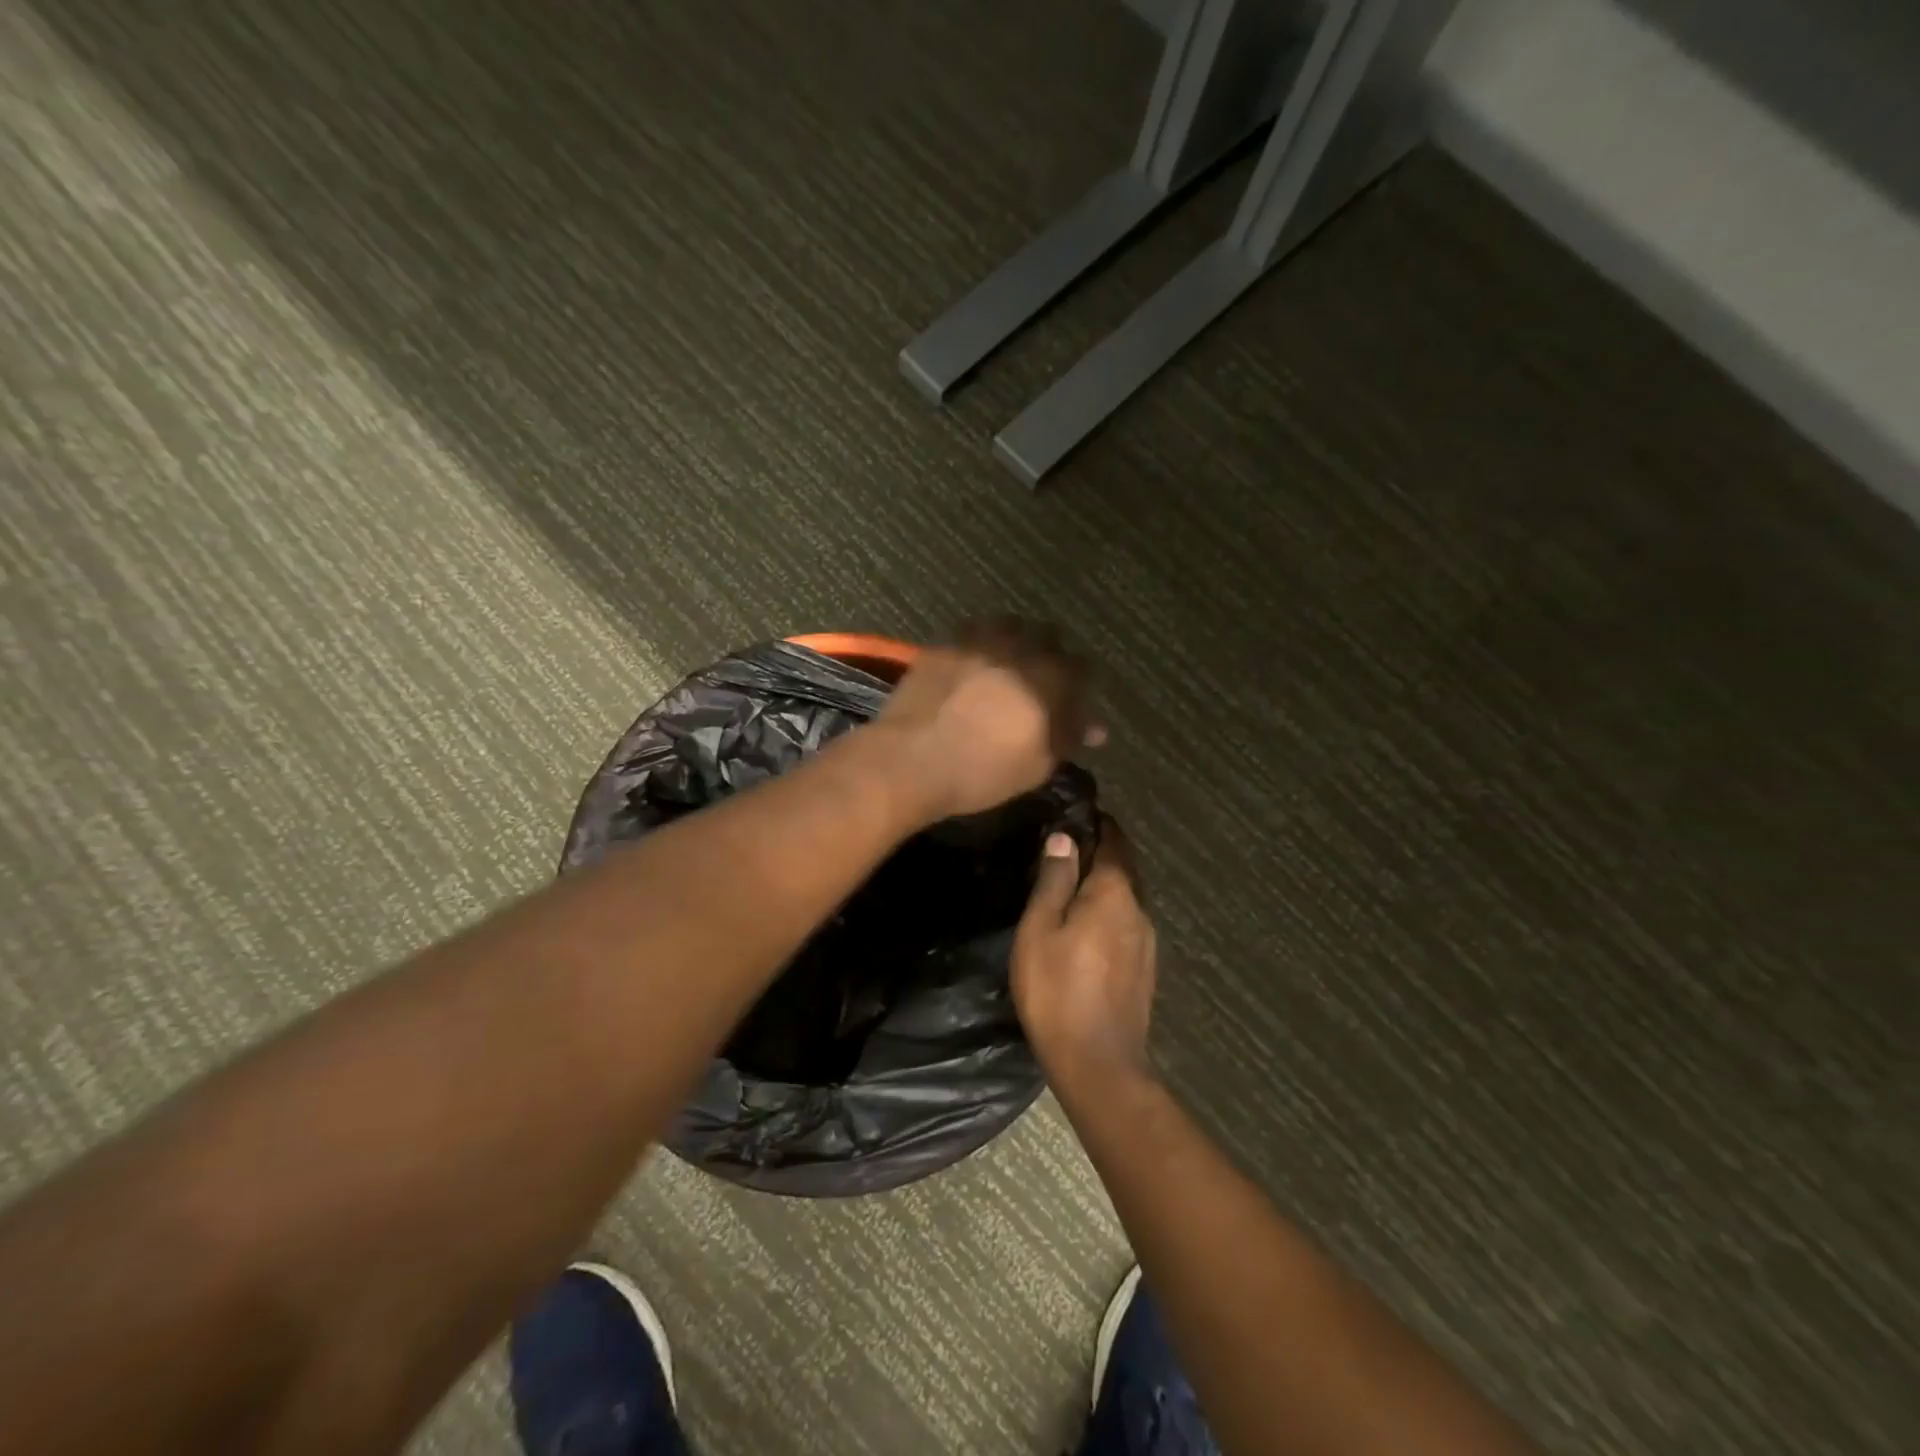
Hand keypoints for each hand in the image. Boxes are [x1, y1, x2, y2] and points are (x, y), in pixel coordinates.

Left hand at [876, 617, 1101, 821]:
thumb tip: (1094, 728)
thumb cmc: (982, 772)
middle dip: (1050, 655)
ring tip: (1006, 666)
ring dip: (1015, 641)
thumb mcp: (1037, 766)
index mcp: (1050, 678)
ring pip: (1010, 625)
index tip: (1073, 705)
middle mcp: (1019, 648)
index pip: (1083, 667)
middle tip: (1040, 683)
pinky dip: (980, 644)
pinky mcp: (944, 644)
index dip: (1080, 686)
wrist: (911, 760)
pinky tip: (972, 665)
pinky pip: (972, 633)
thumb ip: (1068, 738)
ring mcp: (978, 641)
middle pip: (1048, 637)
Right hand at [1011, 816, 1155, 1085]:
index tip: (1077, 815)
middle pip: (1123, 870)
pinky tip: (1086, 930)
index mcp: (1115, 892)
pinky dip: (1108, 915)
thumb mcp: (1040, 929)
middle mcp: (1139, 910)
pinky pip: (1126, 926)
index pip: (1114, 842)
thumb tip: (1064, 838)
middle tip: (1065, 851)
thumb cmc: (1057, 989)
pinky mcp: (1145, 970)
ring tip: (1070, 889)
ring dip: (1103, 888)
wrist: (1098, 1063)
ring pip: (1125, 900)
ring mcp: (1147, 942)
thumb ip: (1054, 880)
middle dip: (1100, 855)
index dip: (1098, 825)